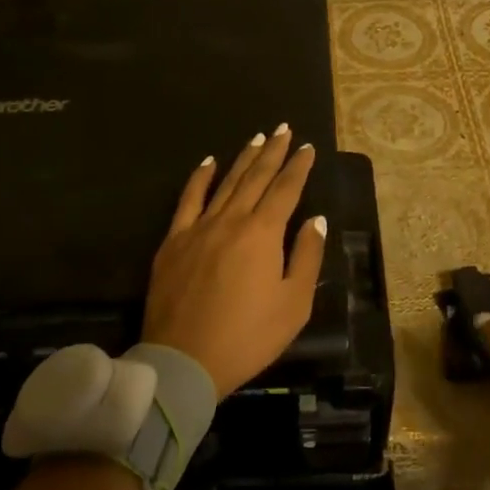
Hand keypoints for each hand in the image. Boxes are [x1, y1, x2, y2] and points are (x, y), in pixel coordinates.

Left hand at [143, 125, 327, 398]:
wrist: (184, 361)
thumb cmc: (247, 337)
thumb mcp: (293, 304)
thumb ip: (306, 256)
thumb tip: (315, 219)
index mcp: (262, 233)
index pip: (285, 190)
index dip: (298, 167)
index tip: (308, 147)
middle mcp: (231, 220)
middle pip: (256, 177)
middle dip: (273, 151)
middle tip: (284, 128)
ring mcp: (199, 228)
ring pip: (226, 183)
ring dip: (243, 158)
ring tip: (257, 138)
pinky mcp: (174, 241)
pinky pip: (188, 200)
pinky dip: (199, 178)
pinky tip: (208, 162)